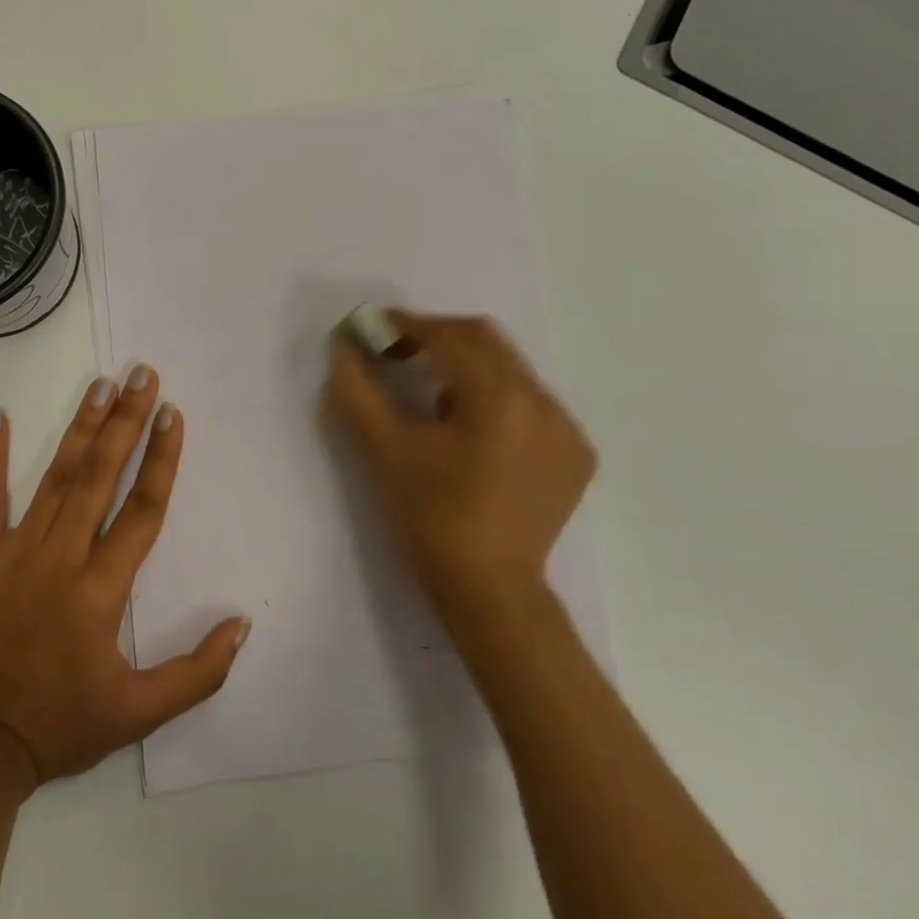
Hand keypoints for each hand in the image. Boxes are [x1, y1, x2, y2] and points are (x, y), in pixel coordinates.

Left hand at [0, 368, 250, 784]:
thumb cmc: (58, 726)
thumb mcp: (138, 715)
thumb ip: (196, 672)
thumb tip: (241, 624)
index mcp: (102, 589)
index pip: (142, 509)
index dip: (161, 458)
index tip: (172, 413)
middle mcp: (63, 556)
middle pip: (101, 476)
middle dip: (126, 421)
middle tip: (142, 374)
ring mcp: (16, 552)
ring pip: (55, 477)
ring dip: (80, 428)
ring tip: (100, 385)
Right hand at [325, 313, 594, 633]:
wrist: (492, 593)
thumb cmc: (433, 520)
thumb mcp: (385, 452)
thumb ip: (358, 392)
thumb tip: (343, 349)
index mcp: (500, 399)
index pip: (450, 337)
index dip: (407, 325)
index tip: (375, 329)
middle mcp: (543, 402)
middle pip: (485, 341)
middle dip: (437, 337)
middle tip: (398, 352)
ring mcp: (566, 428)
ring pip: (509, 369)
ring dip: (466, 367)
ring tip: (432, 400)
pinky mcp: (575, 453)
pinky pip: (529, 401)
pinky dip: (494, 397)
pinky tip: (473, 432)